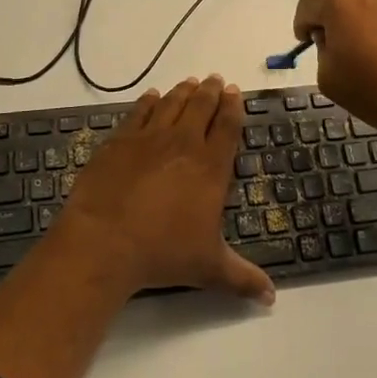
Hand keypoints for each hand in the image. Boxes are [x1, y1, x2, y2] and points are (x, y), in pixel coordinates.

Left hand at [62, 76, 275, 305]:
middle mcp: (183, 144)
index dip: (233, 107)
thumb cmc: (163, 253)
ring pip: (172, 104)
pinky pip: (139, 113)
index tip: (234, 92)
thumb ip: (242, 278)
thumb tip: (272, 298)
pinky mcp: (119, 141)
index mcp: (210, 168)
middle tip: (214, 79)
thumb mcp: (209, 269)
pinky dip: (148, 102)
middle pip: (201, 107)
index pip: (227, 127)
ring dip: (183, 92)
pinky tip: (152, 96)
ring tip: (190, 82)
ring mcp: (149, 138)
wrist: (105, 240)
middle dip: (210, 91)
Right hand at [293, 0, 376, 154]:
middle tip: (342, 52)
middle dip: (336, 21)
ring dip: (365, 21)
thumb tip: (336, 39)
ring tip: (374, 54)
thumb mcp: (330, 79)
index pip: (308, 6)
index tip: (307, 44)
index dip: (303, 27)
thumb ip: (323, 51)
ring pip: (371, 2)